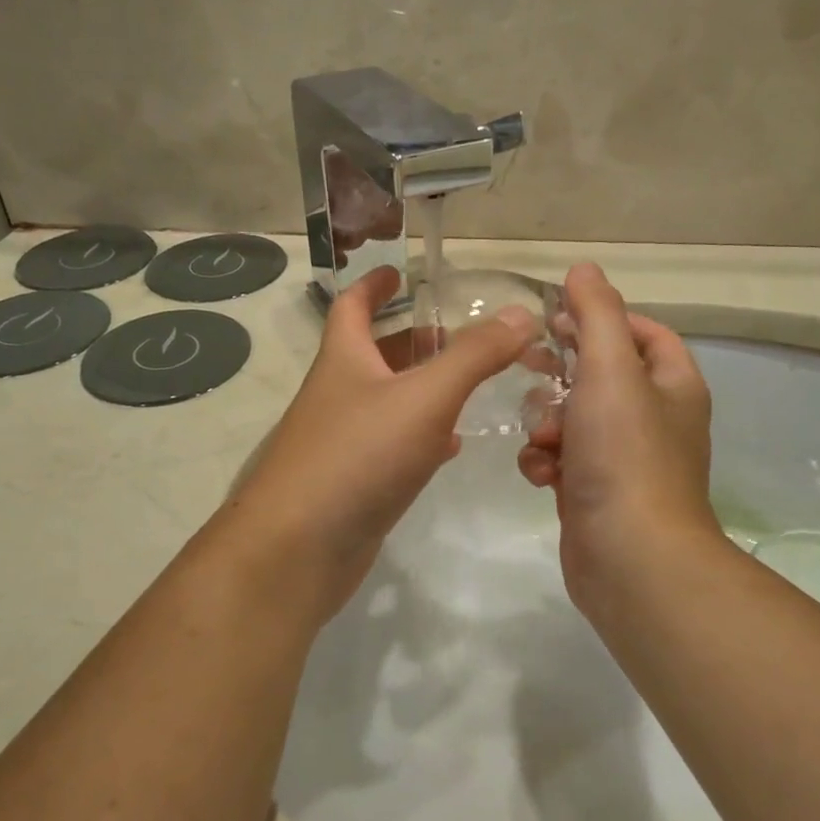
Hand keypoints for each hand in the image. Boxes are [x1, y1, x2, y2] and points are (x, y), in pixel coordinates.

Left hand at [218, 266, 532, 619]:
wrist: (298, 549)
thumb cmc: (358, 456)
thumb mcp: (424, 397)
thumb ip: (474, 355)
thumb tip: (522, 313)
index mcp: (344, 360)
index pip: (353, 306)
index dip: (374, 285)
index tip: (399, 271)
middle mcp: (338, 394)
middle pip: (374, 354)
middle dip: (412, 339)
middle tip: (459, 334)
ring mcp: (342, 441)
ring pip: (387, 401)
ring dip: (421, 387)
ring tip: (468, 381)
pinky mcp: (353, 483)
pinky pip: (391, 446)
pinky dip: (421, 436)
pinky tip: (450, 445)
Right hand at [519, 264, 721, 617]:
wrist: (630, 557)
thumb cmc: (624, 453)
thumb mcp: (610, 369)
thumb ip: (596, 314)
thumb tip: (583, 270)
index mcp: (672, 385)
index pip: (643, 332)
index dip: (602, 319)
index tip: (558, 320)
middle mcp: (654, 420)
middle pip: (600, 375)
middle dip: (561, 373)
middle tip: (529, 367)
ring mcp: (623, 460)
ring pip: (573, 419)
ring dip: (548, 422)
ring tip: (542, 438)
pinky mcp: (594, 492)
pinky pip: (562, 460)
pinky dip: (546, 461)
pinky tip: (540, 474)